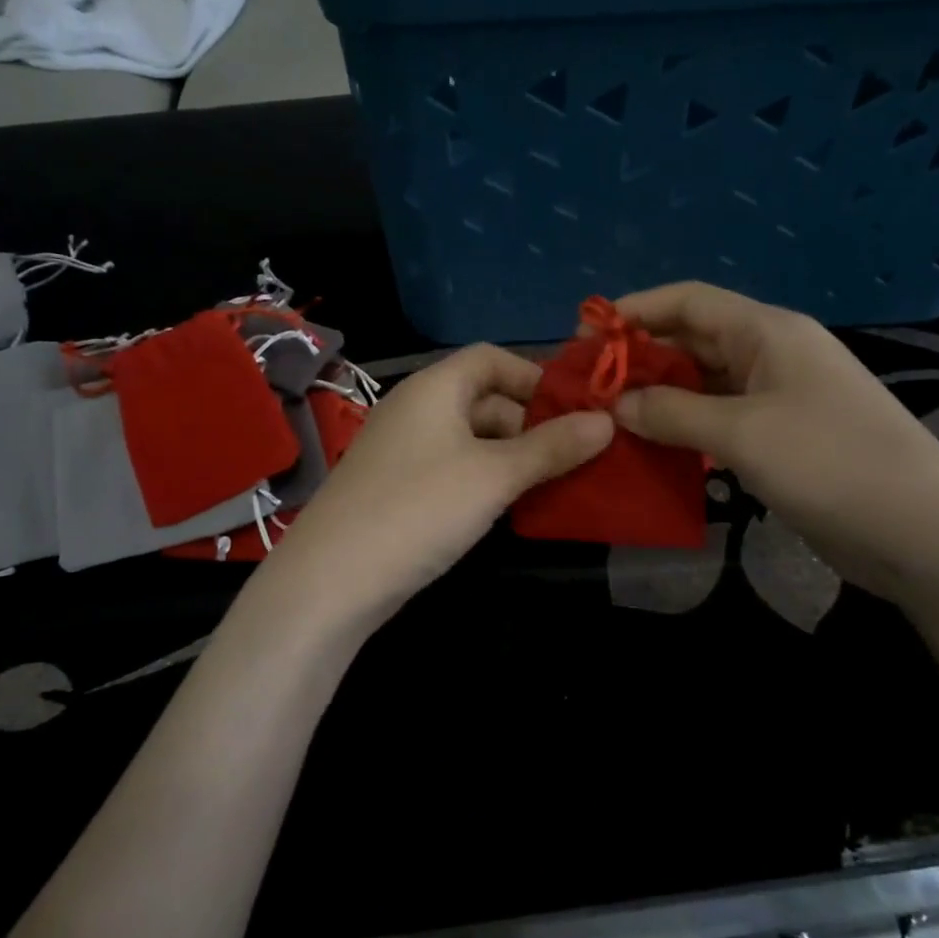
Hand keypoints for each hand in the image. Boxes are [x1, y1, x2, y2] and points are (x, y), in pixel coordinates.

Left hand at [245, 345, 613, 639]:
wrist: (332, 580)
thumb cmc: (419, 508)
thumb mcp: (494, 475)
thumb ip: (551, 447)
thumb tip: (606, 421)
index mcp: (434, 387)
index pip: (492, 358)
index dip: (536, 376)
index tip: (576, 410)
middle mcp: (415, 408)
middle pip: (483, 397)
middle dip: (530, 422)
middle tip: (574, 456)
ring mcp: (402, 449)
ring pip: (470, 437)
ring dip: (511, 455)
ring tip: (552, 484)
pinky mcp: (397, 487)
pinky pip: (452, 467)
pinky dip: (484, 478)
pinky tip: (509, 507)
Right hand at [611, 282, 938, 606]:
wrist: (923, 534)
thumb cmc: (831, 463)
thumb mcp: (742, 433)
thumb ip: (672, 413)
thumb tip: (615, 405)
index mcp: (767, 331)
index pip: (688, 300)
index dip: (635, 310)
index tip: (585, 335)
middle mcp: (770, 355)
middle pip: (691, 340)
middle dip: (639, 358)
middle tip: (587, 387)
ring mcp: (777, 398)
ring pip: (701, 384)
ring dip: (657, 398)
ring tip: (607, 420)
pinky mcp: (779, 438)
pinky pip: (717, 421)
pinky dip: (683, 430)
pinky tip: (651, 449)